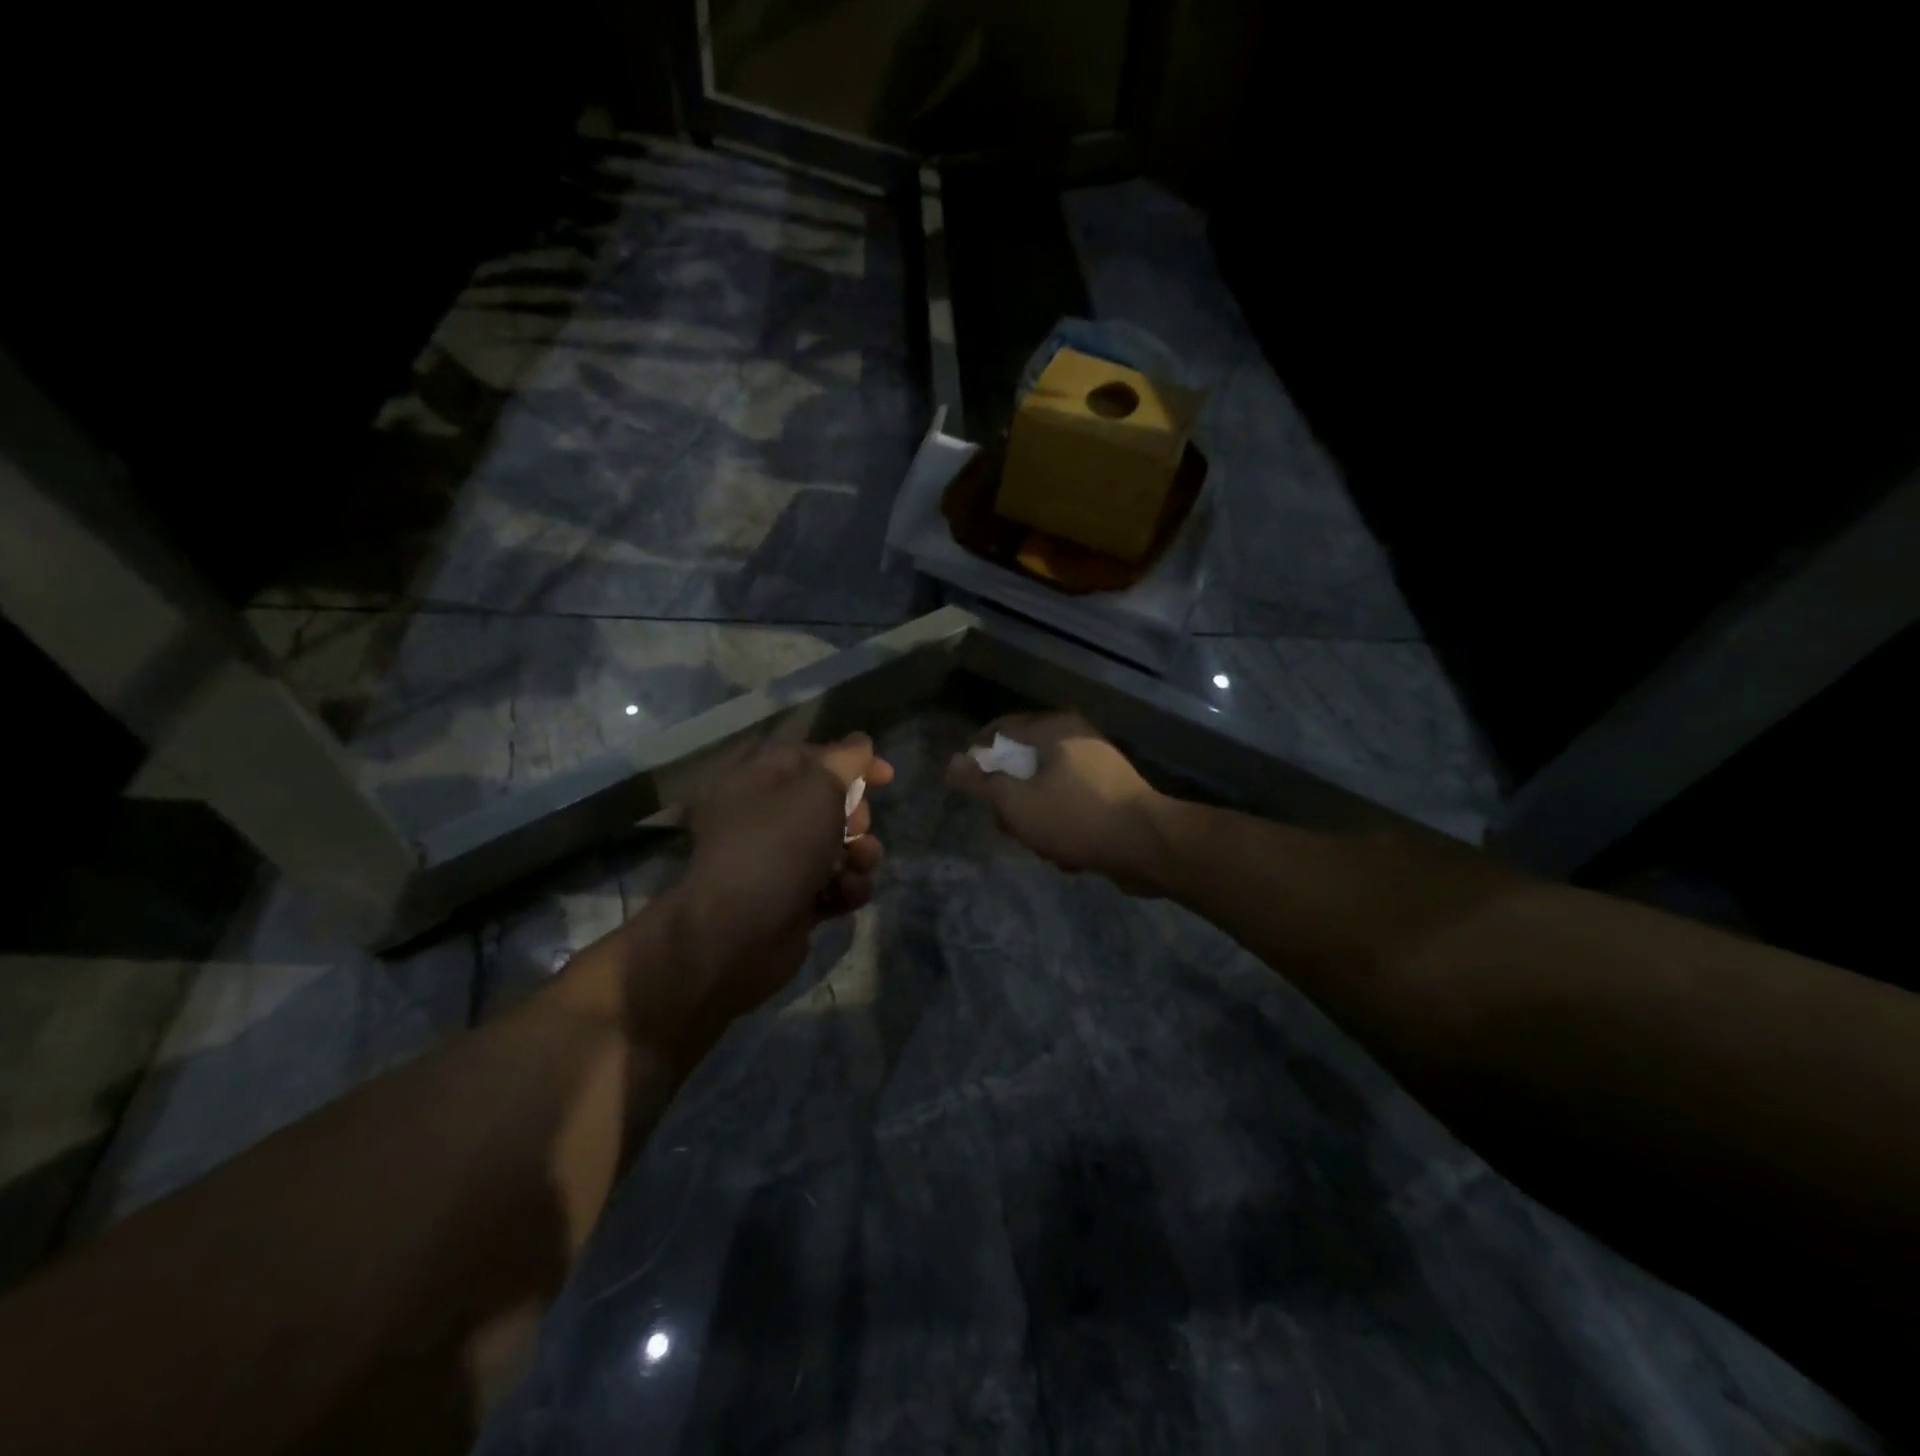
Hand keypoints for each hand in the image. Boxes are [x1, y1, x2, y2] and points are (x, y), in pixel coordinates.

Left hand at [673, 733, 892, 1023]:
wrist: (738, 935)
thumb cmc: (777, 846)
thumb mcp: (817, 789)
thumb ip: (846, 761)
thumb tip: (860, 743)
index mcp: (757, 781)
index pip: (810, 757)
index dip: (851, 762)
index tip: (887, 776)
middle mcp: (764, 819)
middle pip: (829, 804)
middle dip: (856, 815)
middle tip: (858, 825)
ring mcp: (779, 863)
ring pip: (839, 847)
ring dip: (860, 854)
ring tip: (859, 864)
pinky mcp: (794, 902)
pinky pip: (834, 885)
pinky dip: (847, 888)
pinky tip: (845, 895)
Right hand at [946, 713, 1169, 893]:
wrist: (1149, 846)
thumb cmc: (1076, 816)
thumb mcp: (1016, 802)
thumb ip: (981, 782)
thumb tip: (952, 763)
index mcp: (1054, 729)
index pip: (1001, 728)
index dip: (977, 752)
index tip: (965, 781)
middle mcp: (1077, 739)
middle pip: (1024, 763)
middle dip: (1011, 799)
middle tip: (1005, 825)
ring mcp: (1098, 767)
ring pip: (1047, 789)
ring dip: (1038, 819)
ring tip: (1042, 846)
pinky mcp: (1112, 795)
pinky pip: (1072, 805)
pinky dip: (1064, 826)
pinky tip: (1068, 854)